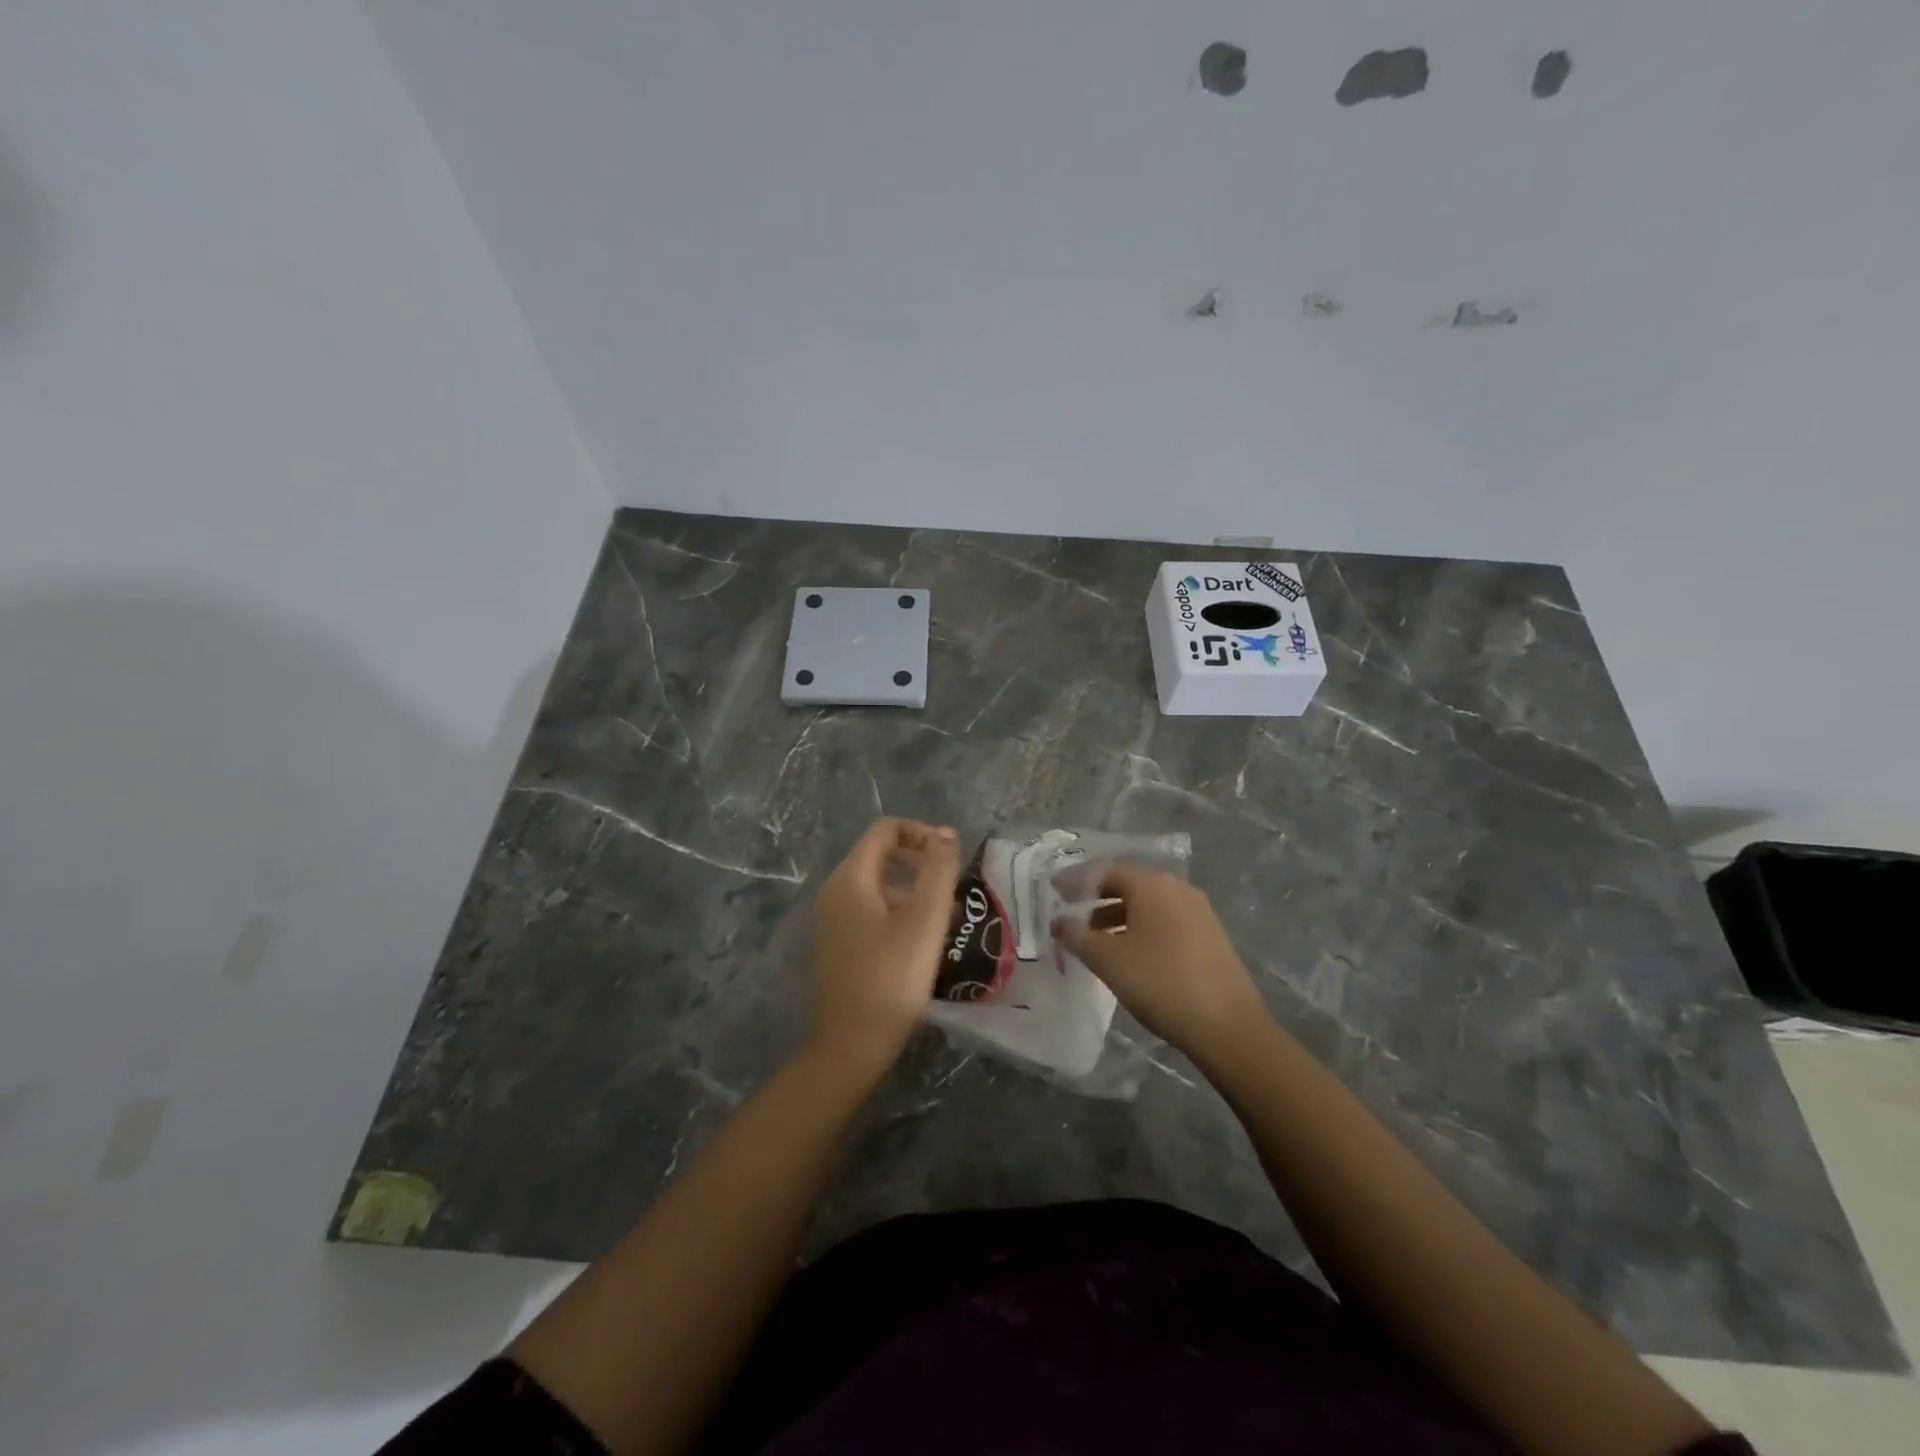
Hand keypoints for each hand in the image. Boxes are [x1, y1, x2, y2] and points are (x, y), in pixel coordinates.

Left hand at [807, 818, 961, 1074]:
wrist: (852, 1043)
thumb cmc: (892, 978)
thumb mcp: (925, 921)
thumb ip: (938, 871)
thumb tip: (945, 834)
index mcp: (850, 878)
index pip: (885, 830)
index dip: (921, 833)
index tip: (950, 858)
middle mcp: (834, 890)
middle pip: (879, 854)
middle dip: (919, 860)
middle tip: (952, 885)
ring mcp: (831, 918)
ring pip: (877, 884)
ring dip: (912, 887)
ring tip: (945, 914)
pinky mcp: (836, 942)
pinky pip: (869, 908)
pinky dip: (897, 909)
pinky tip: (920, 938)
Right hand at [1054, 866, 1270, 1064]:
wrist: (1228, 1027)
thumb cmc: (1161, 984)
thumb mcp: (1109, 961)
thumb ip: (1078, 936)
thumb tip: (1059, 921)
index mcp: (1152, 885)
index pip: (1105, 870)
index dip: (1076, 879)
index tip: (1053, 890)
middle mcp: (1177, 888)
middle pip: (1128, 883)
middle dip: (1097, 896)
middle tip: (1071, 911)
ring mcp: (1198, 911)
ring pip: (1148, 904)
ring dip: (1118, 914)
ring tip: (1094, 938)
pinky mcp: (1210, 935)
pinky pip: (1165, 920)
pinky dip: (1140, 927)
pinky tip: (1129, 952)